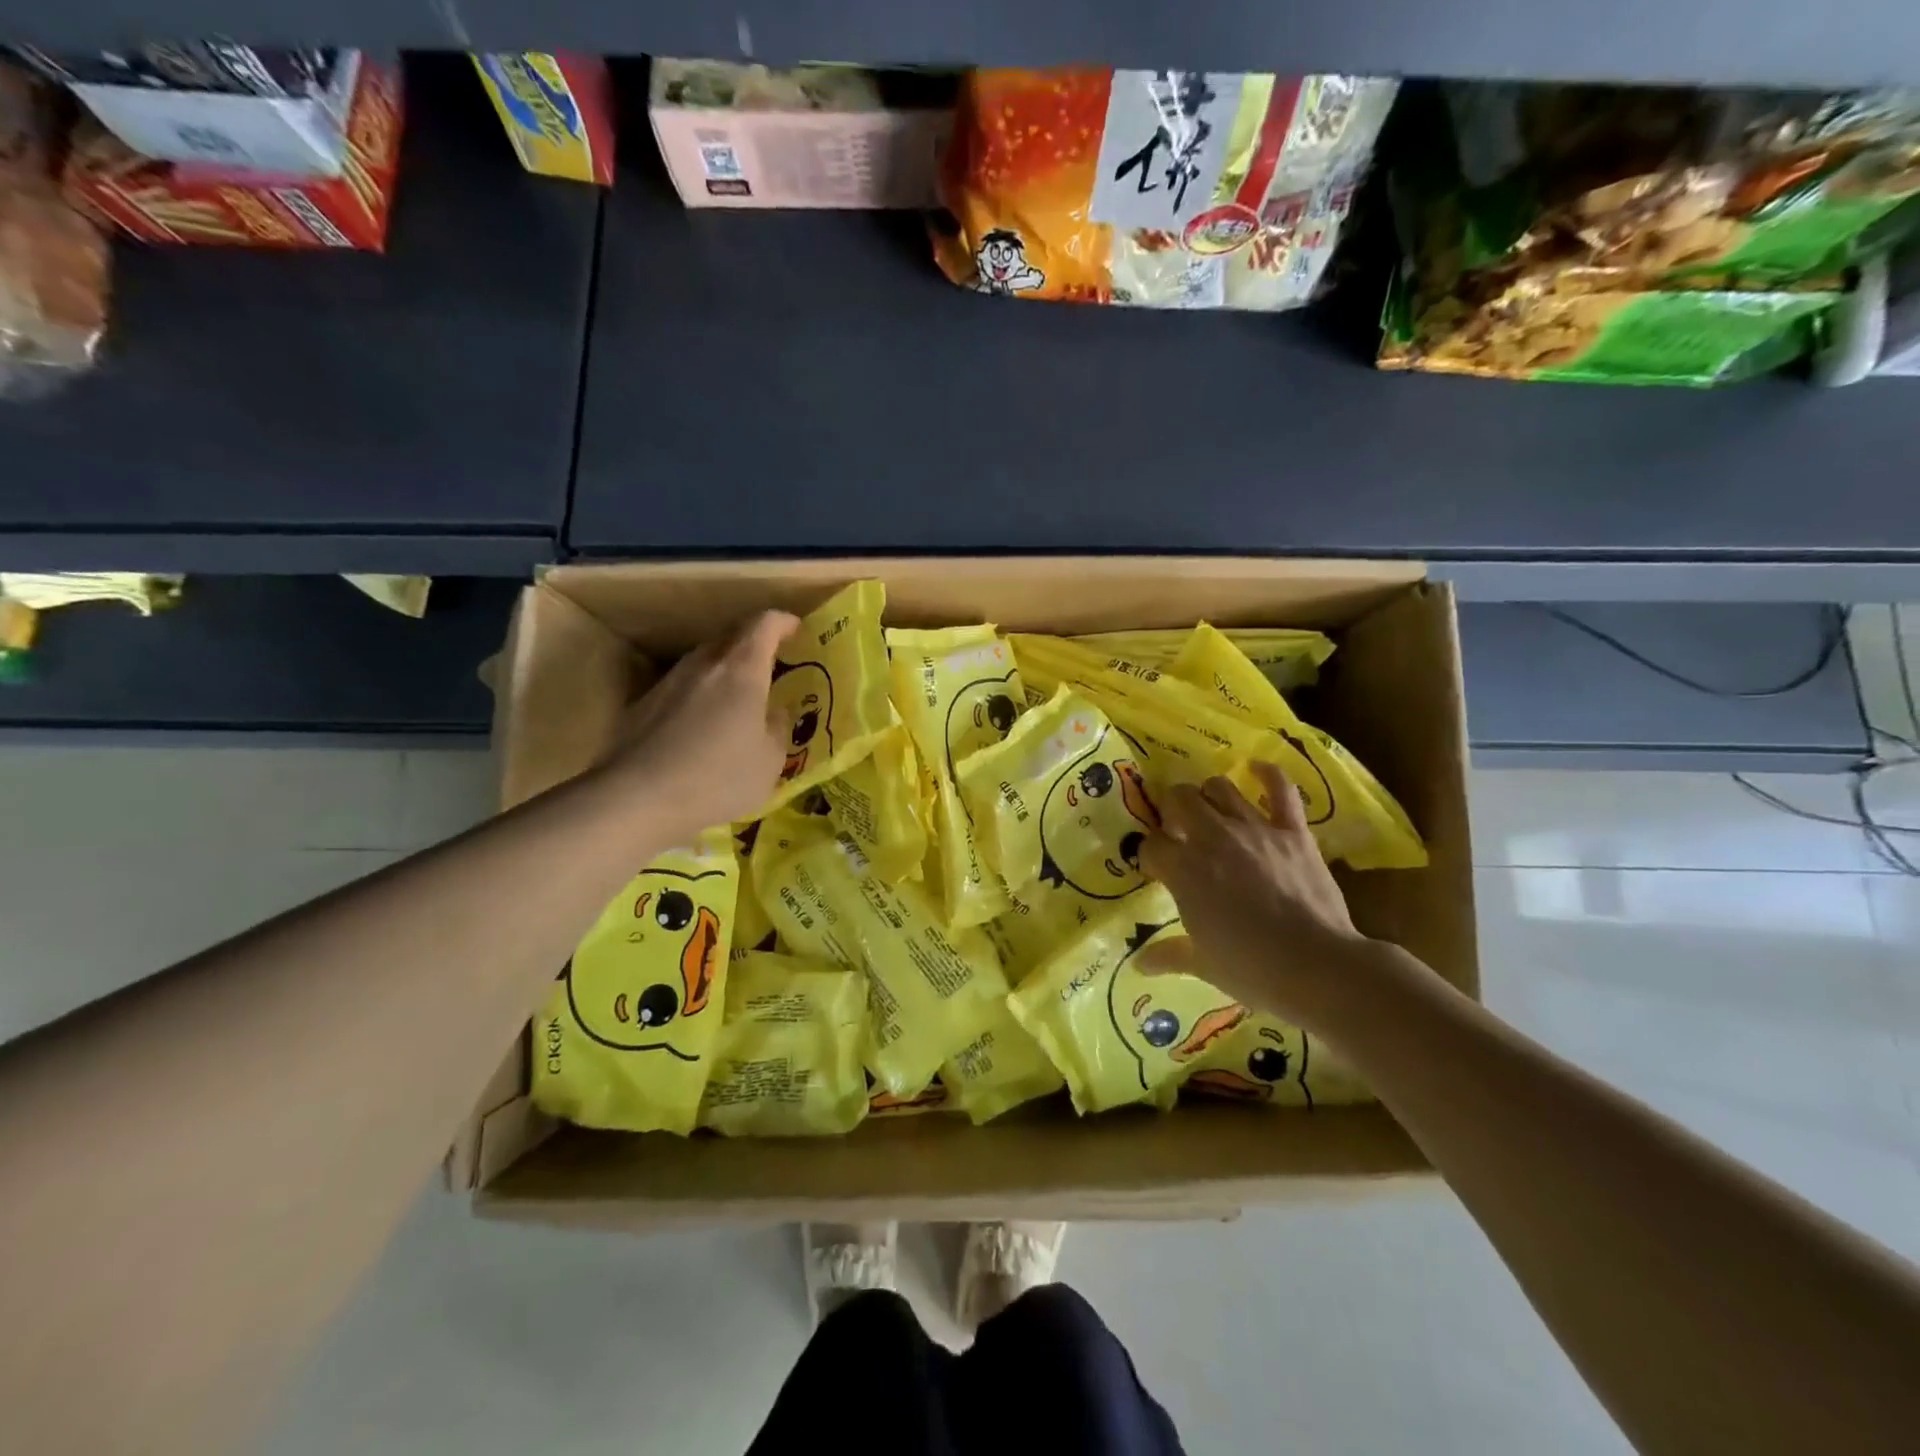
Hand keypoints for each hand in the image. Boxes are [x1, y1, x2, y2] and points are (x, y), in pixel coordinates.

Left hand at [608, 610, 799, 840]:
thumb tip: (774, 712)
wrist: (637, 799)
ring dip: (722, 672)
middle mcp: (703, 665)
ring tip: (735, 700)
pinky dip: (697, 698)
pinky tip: (699, 730)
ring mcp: (667, 683)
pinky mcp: (641, 706)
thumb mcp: (769, 761)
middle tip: (768, 667)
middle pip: (730, 638)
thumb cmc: (719, 778)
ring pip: (702, 664)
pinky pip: (679, 690)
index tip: (795, 629)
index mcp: (741, 671)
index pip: (764, 625)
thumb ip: (777, 728)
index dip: (782, 622)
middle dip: (752, 646)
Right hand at [1139, 762, 1379, 1031]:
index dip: (1149, 854)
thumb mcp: (1203, 964)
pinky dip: (1268, 774)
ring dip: (1208, 796)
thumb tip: (1140, 964)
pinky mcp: (1292, 831)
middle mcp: (1212, 838)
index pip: (1151, 845)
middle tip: (1177, 830)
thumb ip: (1169, 954)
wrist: (1318, 966)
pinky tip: (1257, 768)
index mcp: (1184, 869)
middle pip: (1180, 800)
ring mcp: (1255, 829)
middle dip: (1172, 810)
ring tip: (1209, 811)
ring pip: (1220, 788)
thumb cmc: (1252, 968)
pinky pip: (1280, 790)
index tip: (1155, 868)